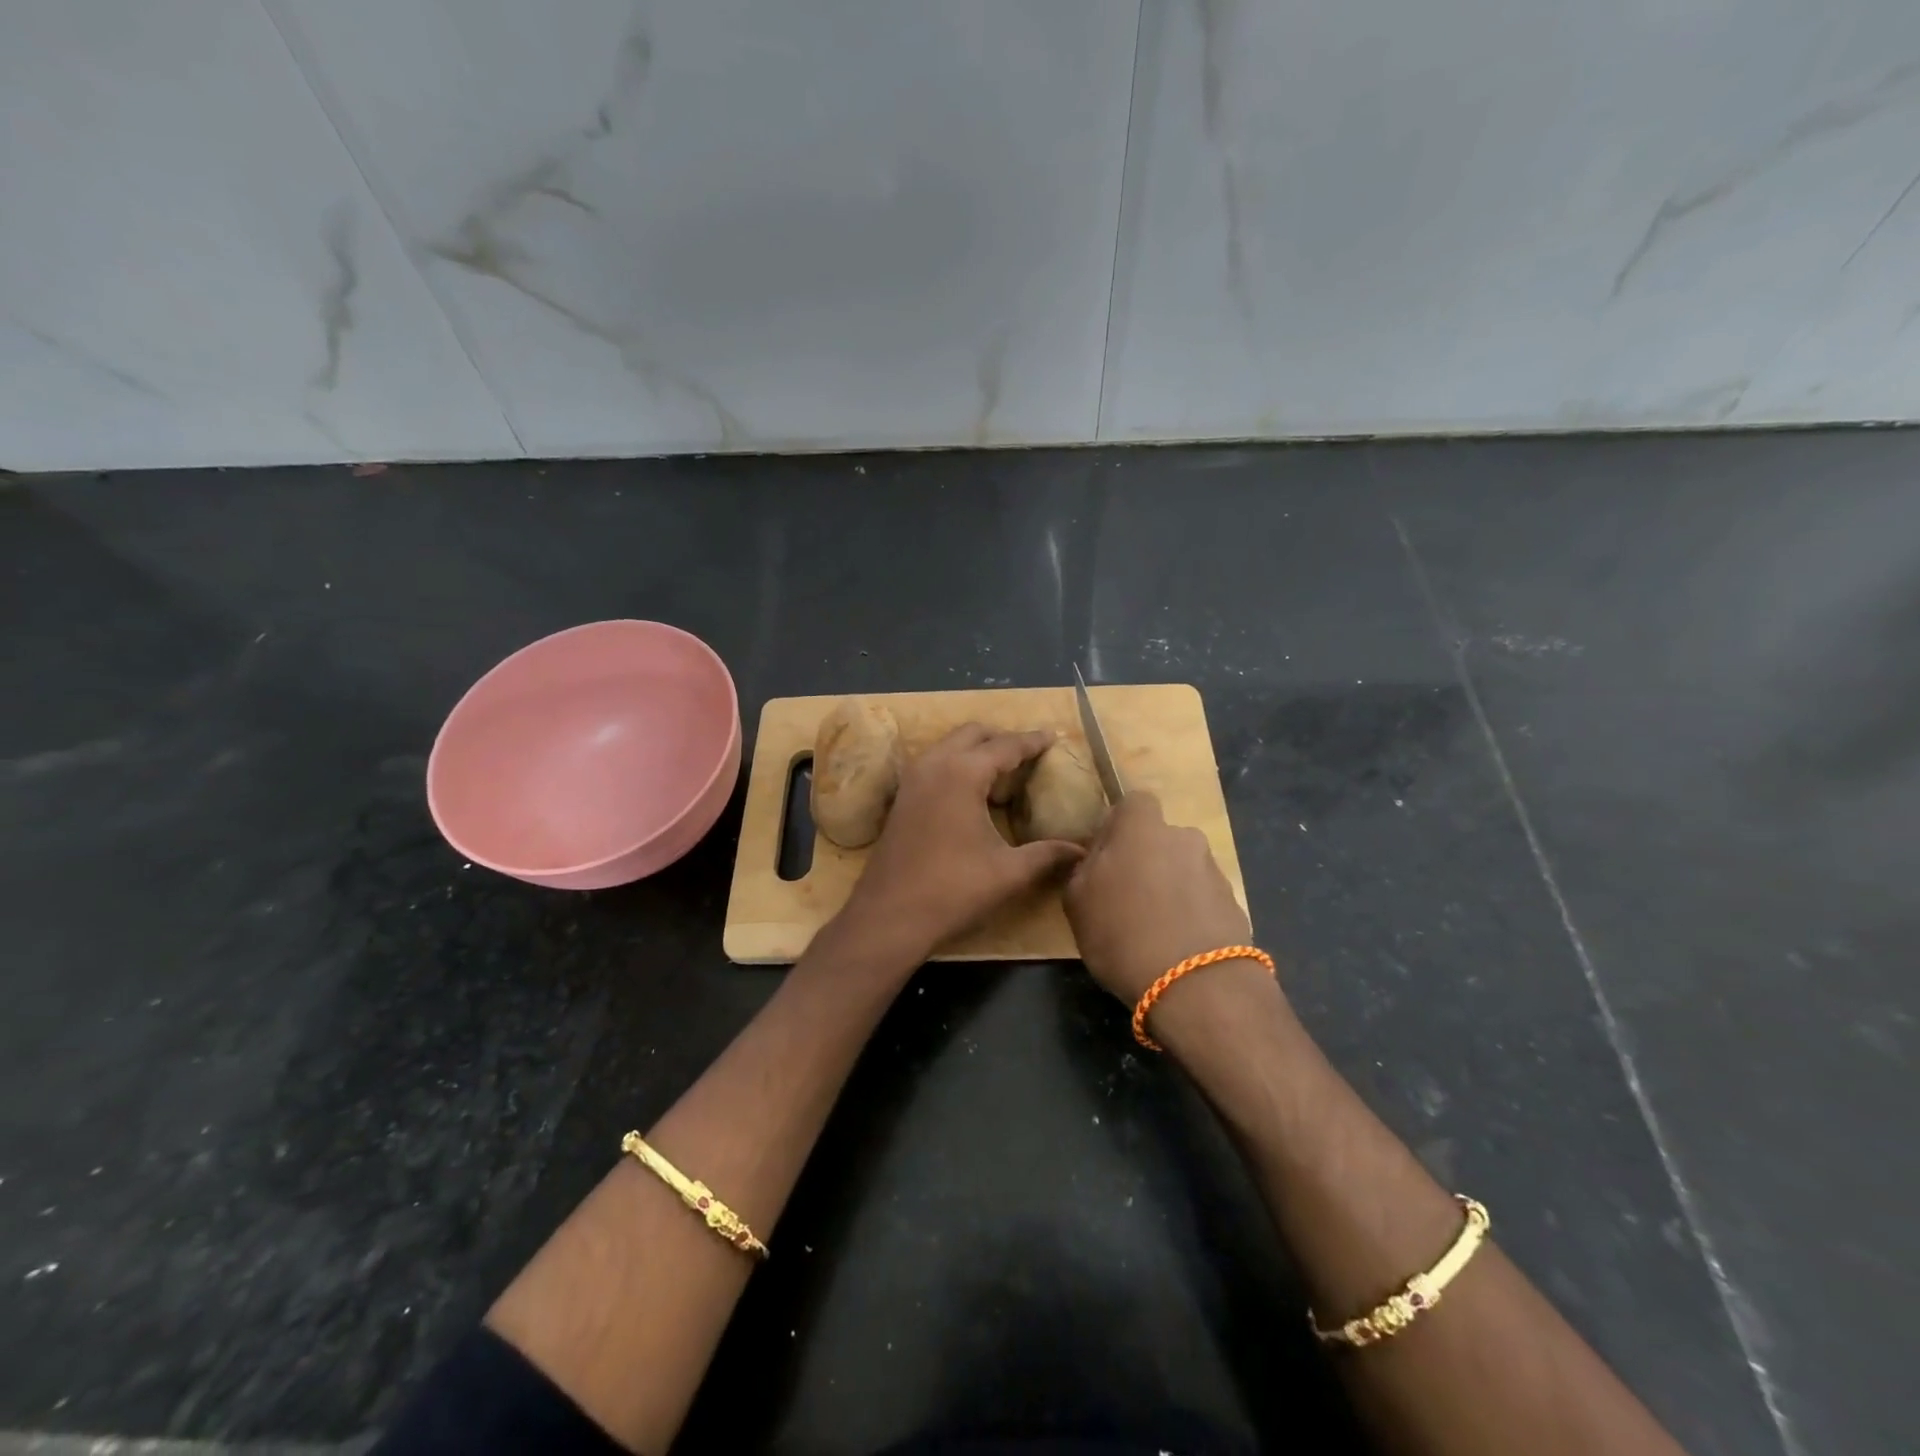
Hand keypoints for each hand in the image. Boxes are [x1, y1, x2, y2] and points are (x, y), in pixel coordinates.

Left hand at [841, 724, 1084, 960]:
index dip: (1032, 742)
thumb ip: (1047, 855)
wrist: (888, 916)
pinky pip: (935, 764)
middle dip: (1002, 739)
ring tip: (1004, 773)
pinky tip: (973, 793)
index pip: (1005, 746)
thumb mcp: (1008, 873)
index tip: (1054, 737)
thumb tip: (1081, 851)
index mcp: (962, 773)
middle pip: (973, 734)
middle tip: (1029, 755)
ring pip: (949, 746)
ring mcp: (912, 780)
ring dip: (977, 750)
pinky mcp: (902, 798)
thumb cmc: (952, 891)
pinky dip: (957, 765)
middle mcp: (934, 765)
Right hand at [1063, 792, 1251, 1004]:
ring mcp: (1214, 871)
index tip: (1105, 856)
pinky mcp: (1234, 905)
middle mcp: (1183, 838)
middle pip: (1160, 838)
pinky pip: (1202, 898)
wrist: (1196, 986)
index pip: (1134, 801)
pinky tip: (1176, 946)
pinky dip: (1189, 913)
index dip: (1119, 824)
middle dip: (1145, 859)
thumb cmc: (1122, 933)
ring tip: (1153, 929)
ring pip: (1182, 868)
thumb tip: (1095, 859)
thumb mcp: (1077, 902)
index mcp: (1142, 828)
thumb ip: (1082, 869)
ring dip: (1169, 887)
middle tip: (1126, 897)